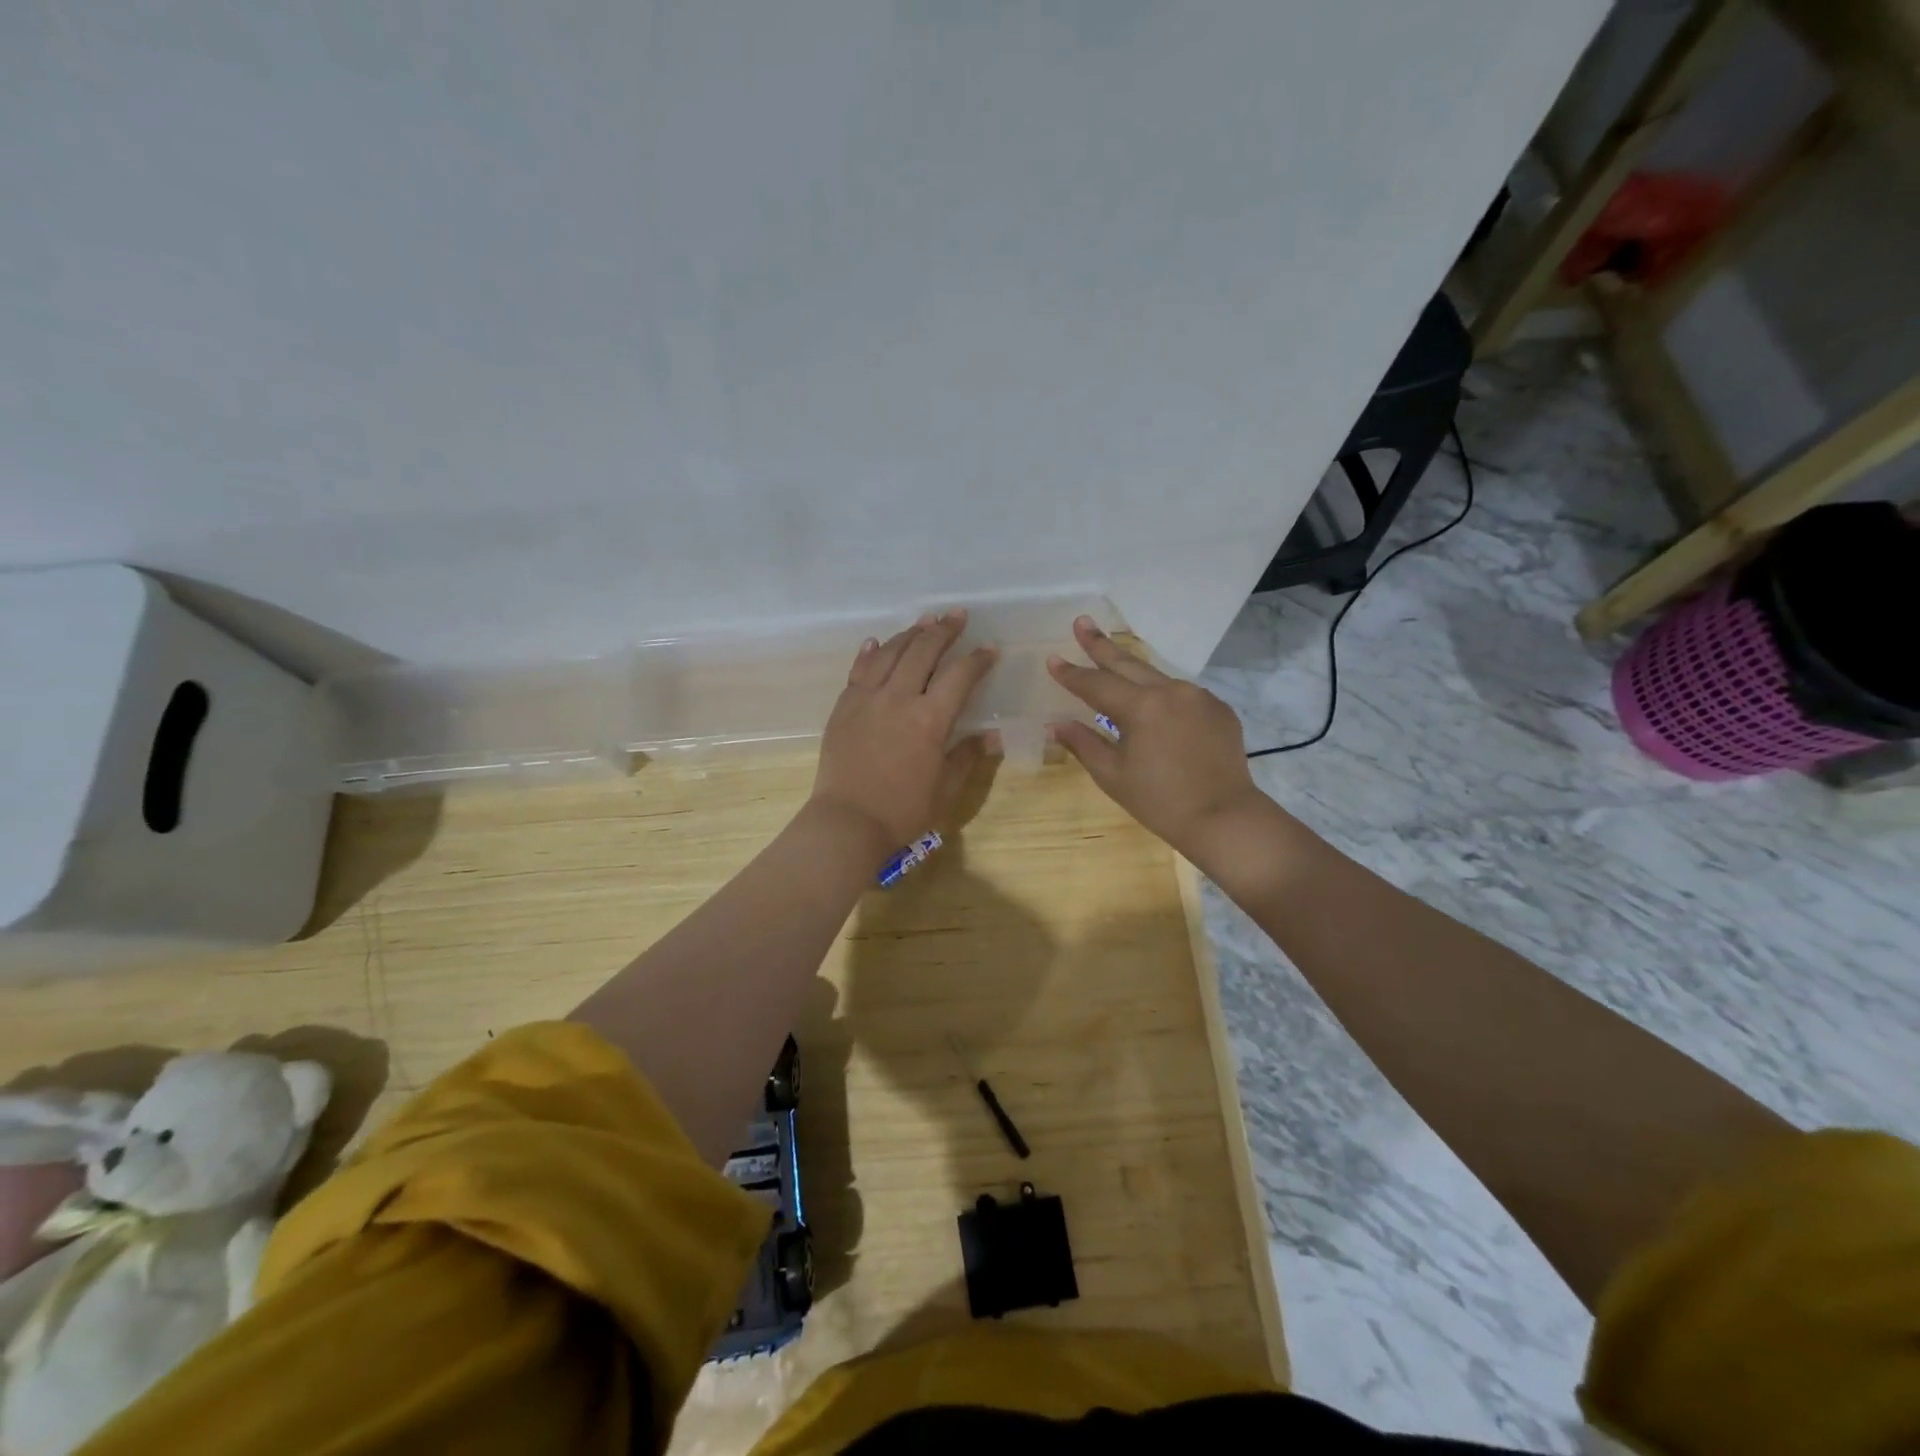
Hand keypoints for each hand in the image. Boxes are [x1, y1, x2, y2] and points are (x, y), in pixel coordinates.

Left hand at [812, 610, 997, 853]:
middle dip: (943, 630)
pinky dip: (870, 652)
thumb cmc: (903, 811)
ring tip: (924, 621)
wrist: (847, 822)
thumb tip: (992, 736)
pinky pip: (858, 670)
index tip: (989, 649)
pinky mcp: (843, 706)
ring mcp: (866, 699)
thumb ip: (967, 756)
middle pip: (922, 651)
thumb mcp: (945, 788)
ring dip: (909, 633)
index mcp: (929, 720)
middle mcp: (898, 699)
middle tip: (957, 616)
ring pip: (889, 653)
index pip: (959, 676)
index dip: (977, 660)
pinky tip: (876, 642)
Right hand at [1047, 616, 1266, 859]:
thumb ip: (1084, 743)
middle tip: (1082, 622)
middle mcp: (1171, 691)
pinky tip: (1155, 705)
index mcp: (1141, 706)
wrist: (1225, 818)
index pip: (1096, 684)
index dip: (1072, 673)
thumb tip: (1056, 723)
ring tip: (1113, 660)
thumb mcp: (1113, 775)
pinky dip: (1163, 696)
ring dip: (1132, 670)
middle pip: (1128, 663)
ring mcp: (1199, 697)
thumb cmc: (1160, 802)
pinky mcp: (1219, 709)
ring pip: (1157, 677)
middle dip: (1100, 644)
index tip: (1053, 659)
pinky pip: (1182, 695)